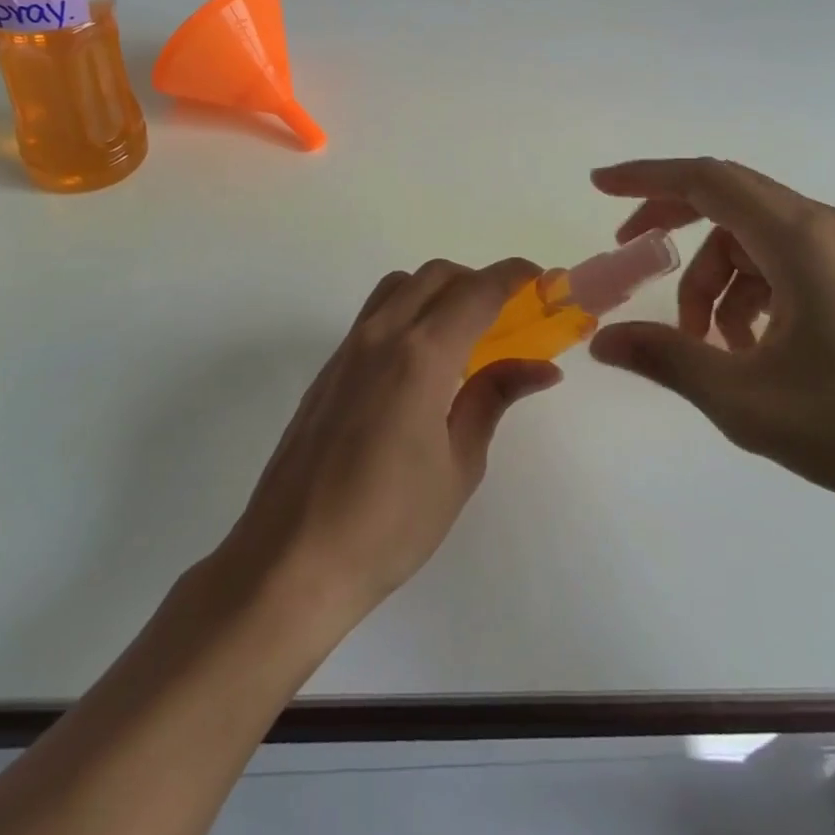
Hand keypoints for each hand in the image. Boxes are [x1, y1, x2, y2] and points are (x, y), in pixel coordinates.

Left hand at [223, 258, 561, 624]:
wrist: (293, 559)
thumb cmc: (389, 523)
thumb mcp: (459, 465)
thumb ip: (494, 399)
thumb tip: (541, 368)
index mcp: (421, 355)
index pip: (477, 292)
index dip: (513, 276)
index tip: (541, 279)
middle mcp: (381, 335)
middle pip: (436, 275)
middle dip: (478, 281)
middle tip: (507, 315)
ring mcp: (348, 348)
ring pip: (400, 286)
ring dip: (438, 290)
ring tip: (463, 334)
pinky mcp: (329, 368)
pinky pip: (375, 314)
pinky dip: (409, 312)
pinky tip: (420, 364)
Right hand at [587, 158, 834, 535]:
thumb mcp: (746, 399)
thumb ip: (667, 359)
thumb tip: (602, 341)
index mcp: (796, 237)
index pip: (705, 179)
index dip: (645, 178)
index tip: (598, 186)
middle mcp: (825, 228)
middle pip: (728, 201)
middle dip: (672, 224)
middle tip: (632, 256)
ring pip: (756, 241)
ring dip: (716, 280)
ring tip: (710, 347)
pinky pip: (789, 264)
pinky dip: (754, 293)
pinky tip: (755, 351)